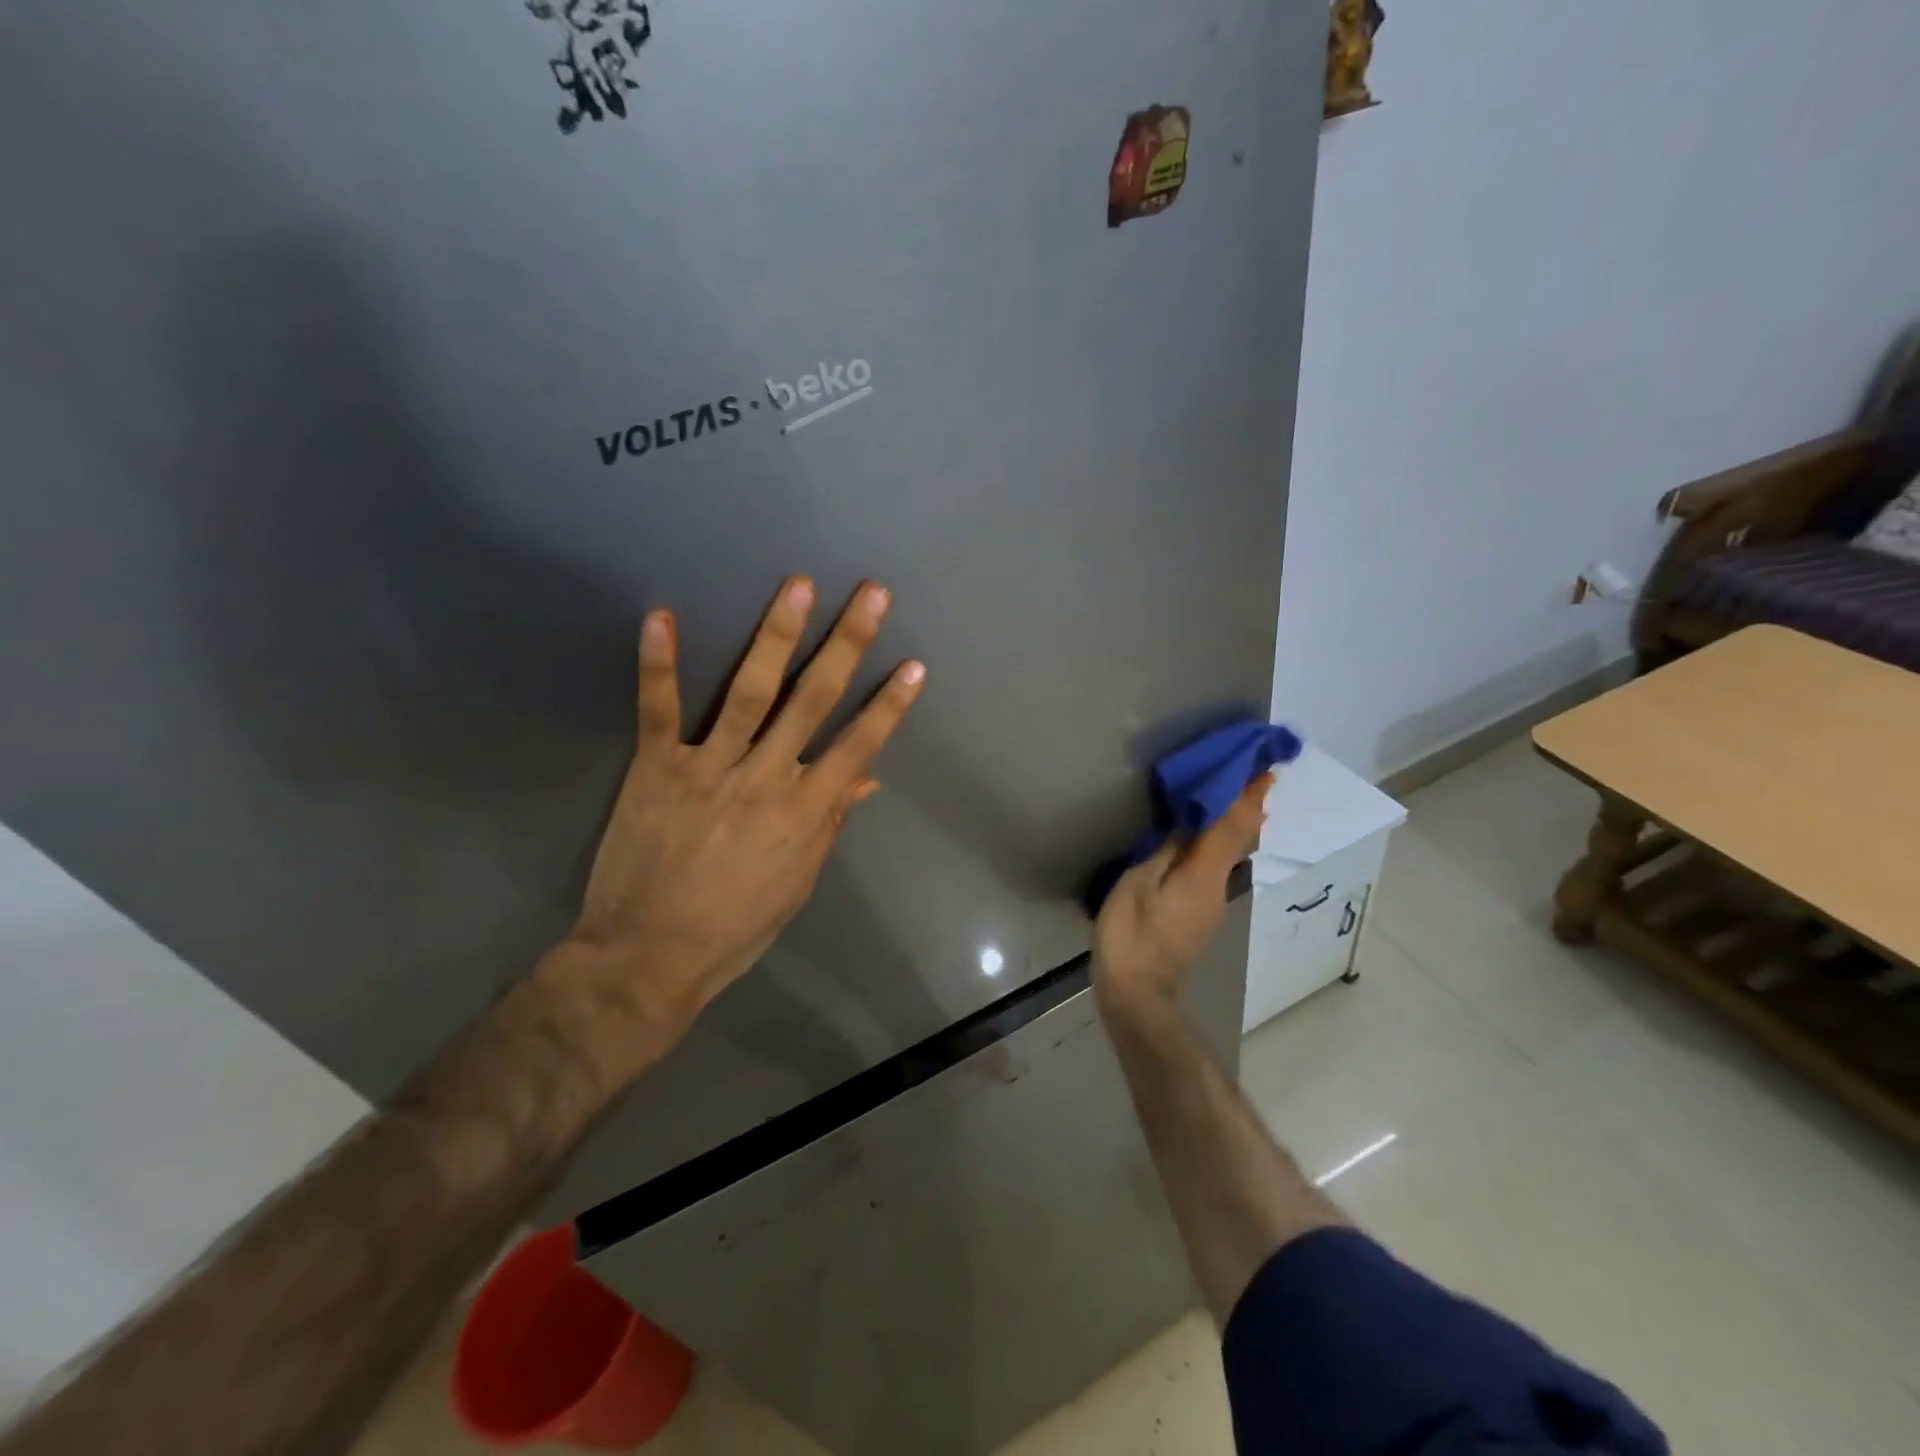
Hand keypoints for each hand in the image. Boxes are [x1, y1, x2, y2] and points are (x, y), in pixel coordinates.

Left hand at [543, 576, 924, 1078]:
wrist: (647, 956)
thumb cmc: (735, 929)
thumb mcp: (797, 884)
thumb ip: (829, 823)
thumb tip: (866, 777)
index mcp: (804, 812)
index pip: (857, 746)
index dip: (889, 706)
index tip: (914, 666)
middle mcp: (764, 779)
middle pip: (813, 701)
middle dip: (846, 644)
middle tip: (871, 594)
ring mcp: (708, 769)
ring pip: (749, 692)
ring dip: (776, 635)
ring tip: (798, 586)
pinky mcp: (655, 769)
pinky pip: (658, 710)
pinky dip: (659, 664)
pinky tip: (661, 615)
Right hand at [1091, 775, 1270, 1014]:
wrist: (1136, 994)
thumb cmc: (1131, 934)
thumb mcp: (1139, 883)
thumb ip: (1166, 851)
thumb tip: (1189, 824)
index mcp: (1204, 875)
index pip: (1234, 827)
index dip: (1250, 798)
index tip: (1268, 770)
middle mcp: (1217, 887)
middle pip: (1236, 840)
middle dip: (1243, 807)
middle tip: (1245, 774)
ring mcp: (1211, 904)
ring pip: (1225, 855)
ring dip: (1227, 825)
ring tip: (1219, 795)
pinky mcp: (1198, 914)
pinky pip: (1211, 868)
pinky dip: (1211, 844)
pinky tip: (1194, 837)